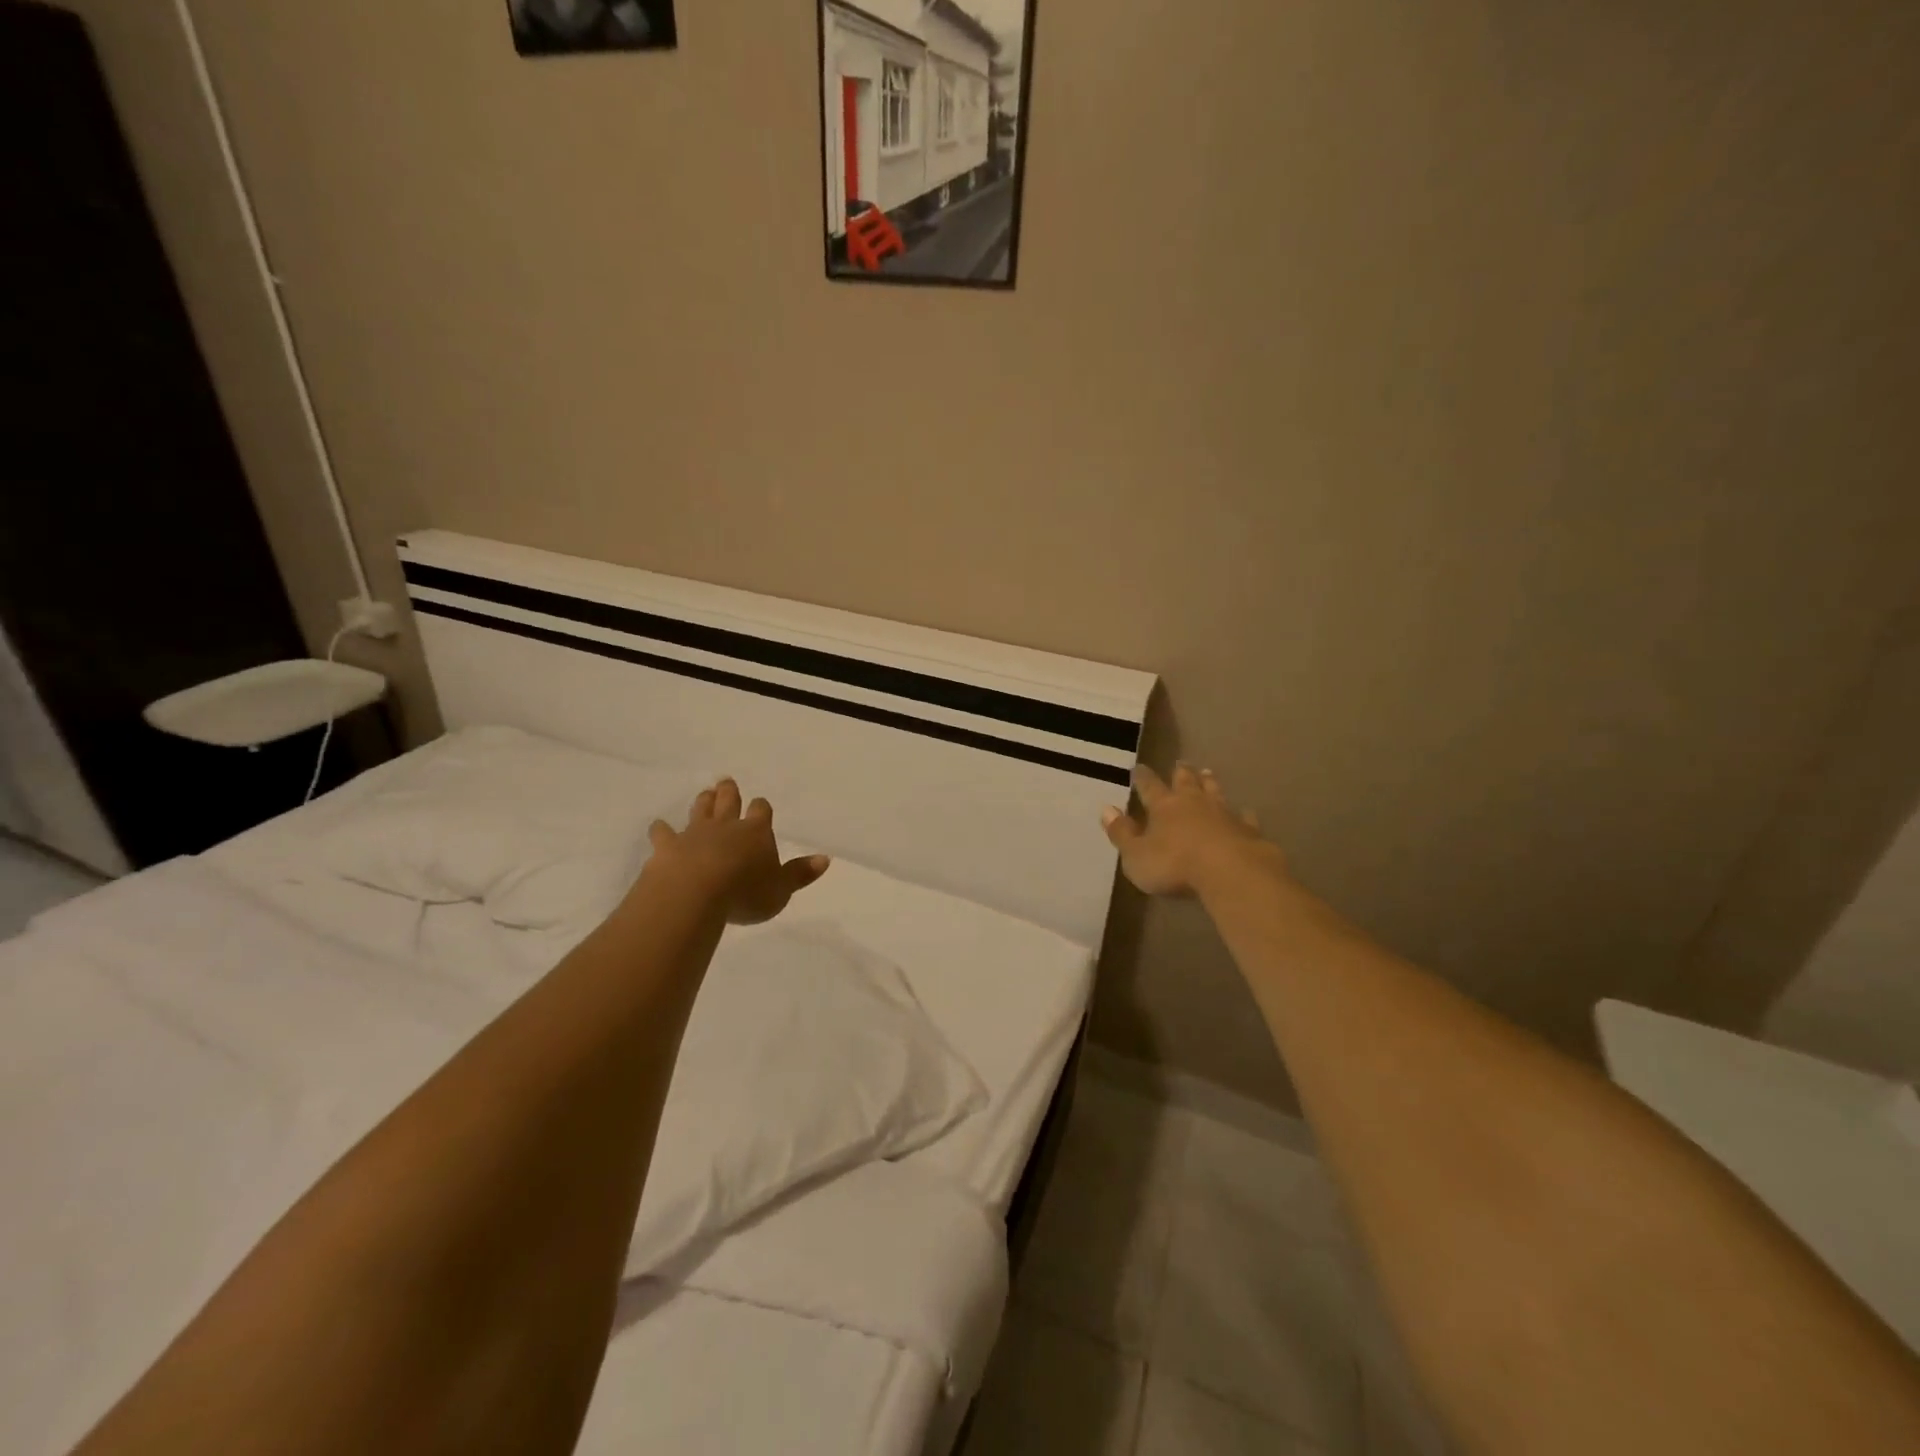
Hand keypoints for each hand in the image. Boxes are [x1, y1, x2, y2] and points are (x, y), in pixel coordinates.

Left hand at [647, 778, 829, 925]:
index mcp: (756, 832)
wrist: (695, 893)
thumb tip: (825, 859)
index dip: (761, 808)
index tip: (760, 804)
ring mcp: (694, 833)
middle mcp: (726, 826)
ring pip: (699, 810)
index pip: (761, 812)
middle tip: (726, 782)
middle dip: (729, 792)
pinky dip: (662, 829)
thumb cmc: (745, 893)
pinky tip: (658, 826)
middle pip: (728, 802)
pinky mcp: (667, 846)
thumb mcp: (781, 890)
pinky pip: (663, 833)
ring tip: (704, 793)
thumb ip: (800, 874)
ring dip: (703, 802)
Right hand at [1102, 763, 1280, 897]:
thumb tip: (1106, 809)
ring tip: (1207, 773)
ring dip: (1209, 783)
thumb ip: (1122, 833)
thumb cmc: (1175, 865)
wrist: (1231, 872)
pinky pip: (1244, 817)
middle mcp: (1193, 803)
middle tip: (1180, 763)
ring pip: (1215, 791)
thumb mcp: (1136, 856)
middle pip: (1186, 782)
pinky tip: (1245, 812)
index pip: (1149, 787)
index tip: (1138, 767)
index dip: (1142, 778)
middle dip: (1181, 773)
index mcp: (1163, 807)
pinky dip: (1242, 814)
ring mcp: (1223, 813)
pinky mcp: (1248, 830)